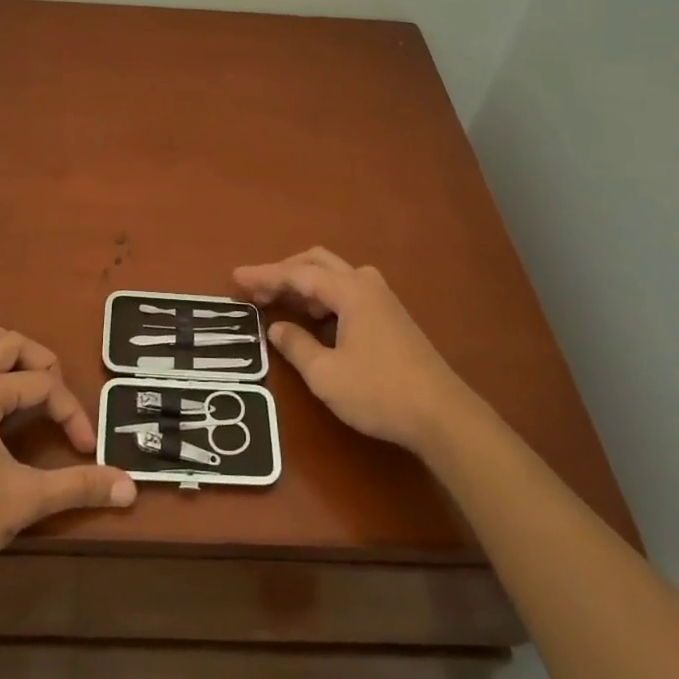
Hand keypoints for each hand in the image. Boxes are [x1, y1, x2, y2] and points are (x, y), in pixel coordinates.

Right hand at [235, 248, 472, 455]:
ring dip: (305, 284)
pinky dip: (324, 297)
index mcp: (349, 291)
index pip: (297, 274)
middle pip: (318, 263)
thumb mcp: (326, 375)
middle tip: (257, 291)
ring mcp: (383, 299)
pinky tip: (314, 319)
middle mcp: (366, 285)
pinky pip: (348, 291)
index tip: (236, 277)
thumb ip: (296, 346)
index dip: (264, 275)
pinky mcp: (391, 317)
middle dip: (284, 272)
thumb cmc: (379, 392)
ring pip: (335, 276)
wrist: (443, 416)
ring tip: (281, 304)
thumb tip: (276, 328)